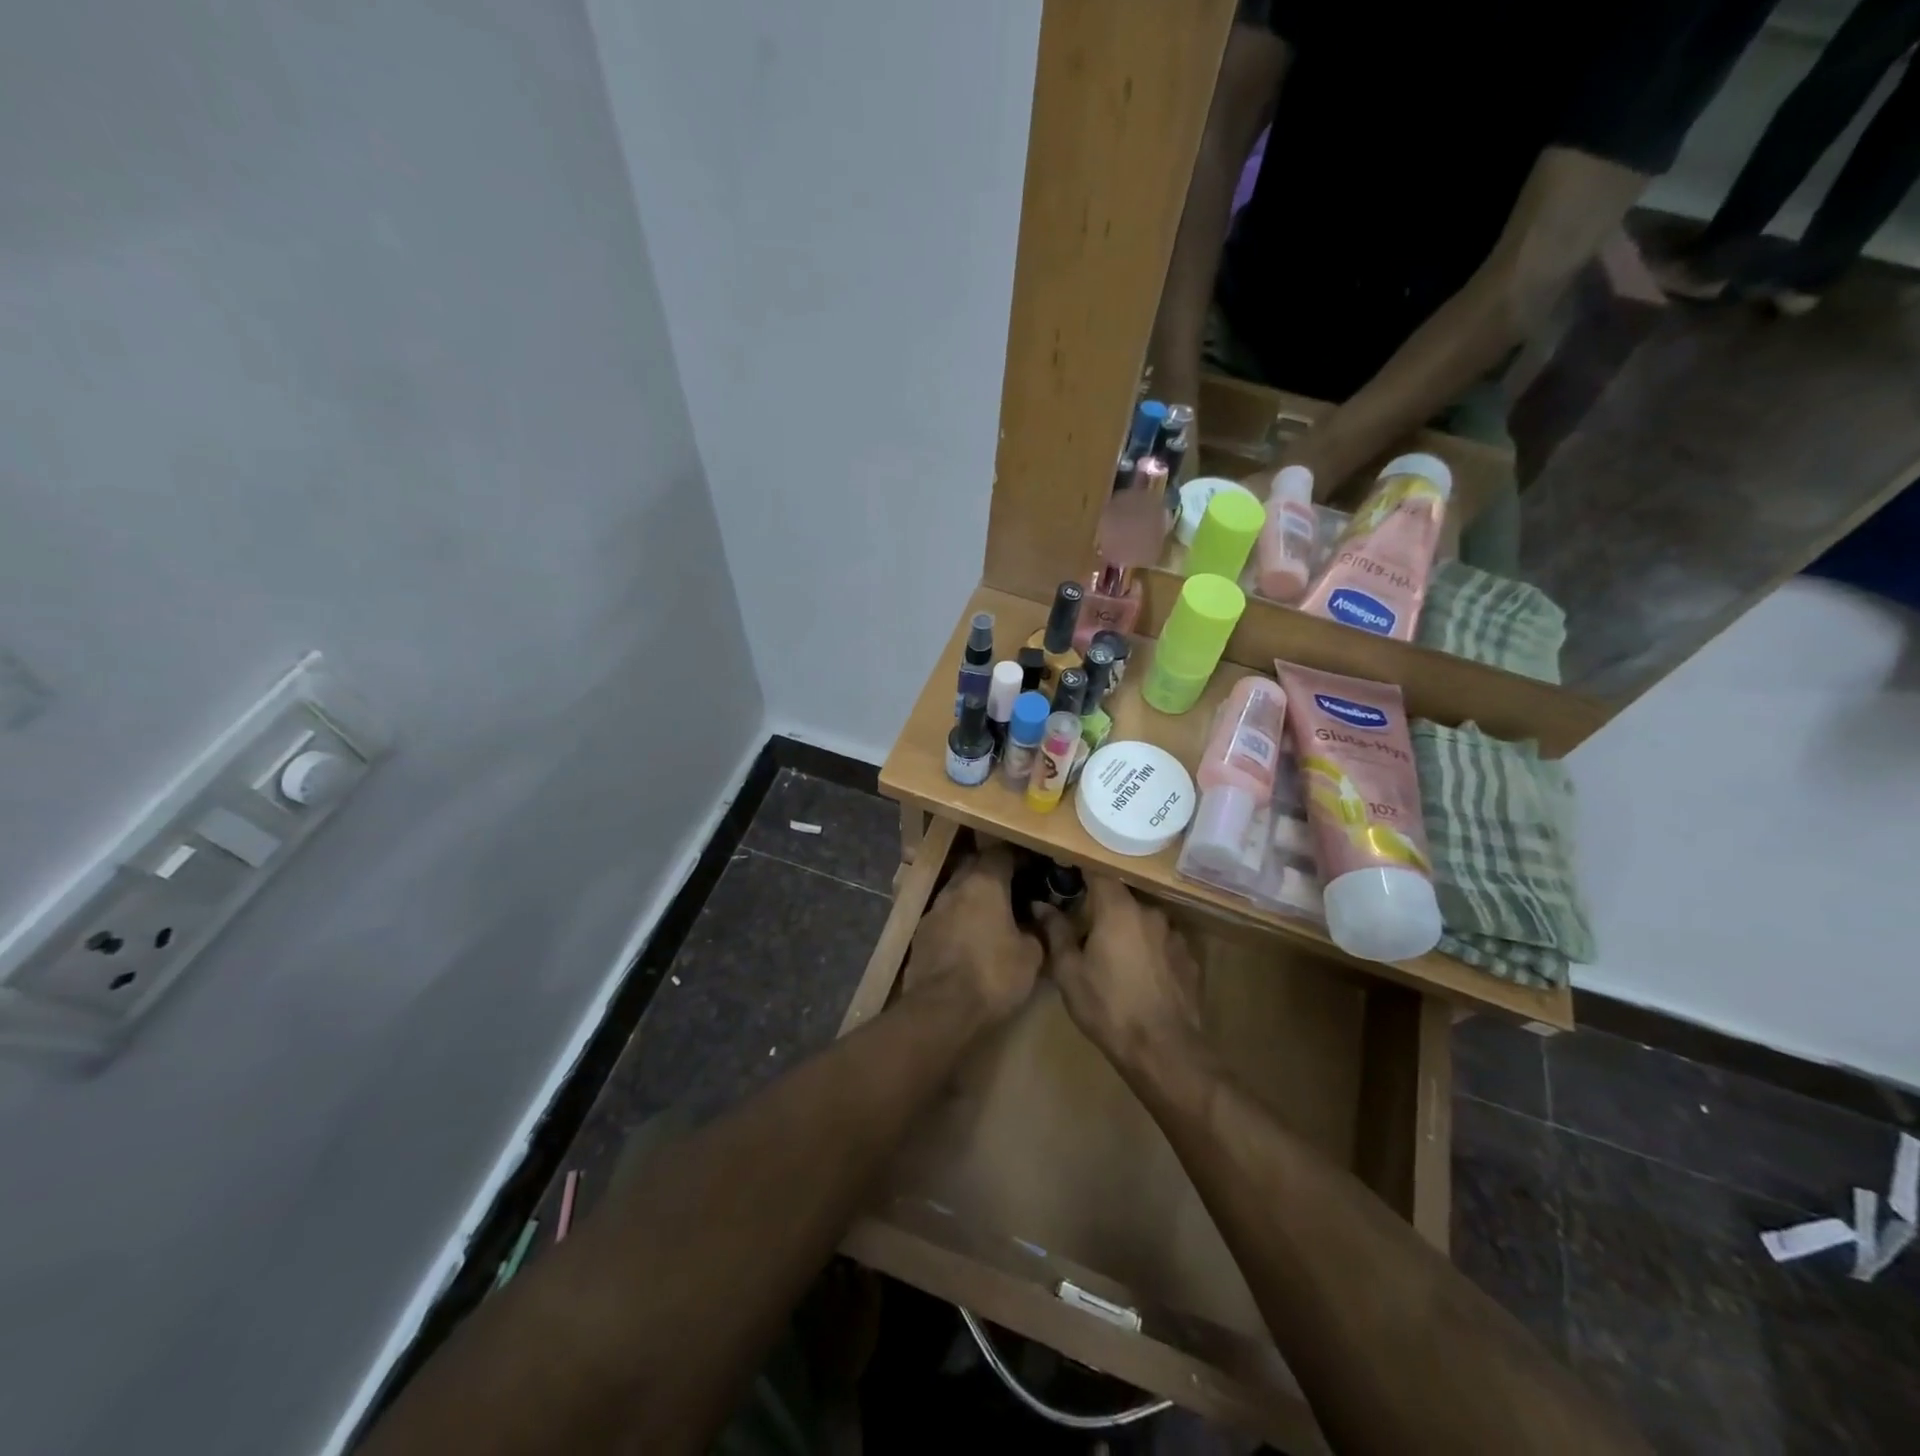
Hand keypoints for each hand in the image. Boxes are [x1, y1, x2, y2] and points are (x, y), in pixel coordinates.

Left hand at [905, 845, 1040, 1023]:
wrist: (940, 1010)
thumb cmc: (993, 975)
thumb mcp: (1032, 956)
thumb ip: (1039, 930)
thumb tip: (1039, 917)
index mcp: (984, 883)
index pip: (1002, 853)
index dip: (1019, 857)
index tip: (1033, 867)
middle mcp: (955, 887)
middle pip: (975, 865)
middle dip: (993, 871)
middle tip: (1015, 887)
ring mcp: (934, 909)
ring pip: (957, 890)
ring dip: (974, 896)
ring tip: (993, 914)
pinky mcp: (921, 933)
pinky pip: (945, 914)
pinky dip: (959, 918)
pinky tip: (970, 937)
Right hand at [1039, 877, 1203, 1071]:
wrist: (1164, 1050)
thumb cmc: (1108, 1006)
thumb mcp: (1069, 972)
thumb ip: (1056, 932)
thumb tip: (1040, 904)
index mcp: (1117, 908)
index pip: (1099, 871)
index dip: (1083, 870)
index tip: (1069, 874)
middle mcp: (1150, 912)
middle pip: (1122, 898)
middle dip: (1104, 908)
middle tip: (1087, 929)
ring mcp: (1175, 934)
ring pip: (1144, 921)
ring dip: (1130, 930)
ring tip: (1116, 957)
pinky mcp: (1190, 958)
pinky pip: (1163, 943)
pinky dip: (1151, 950)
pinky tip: (1142, 975)